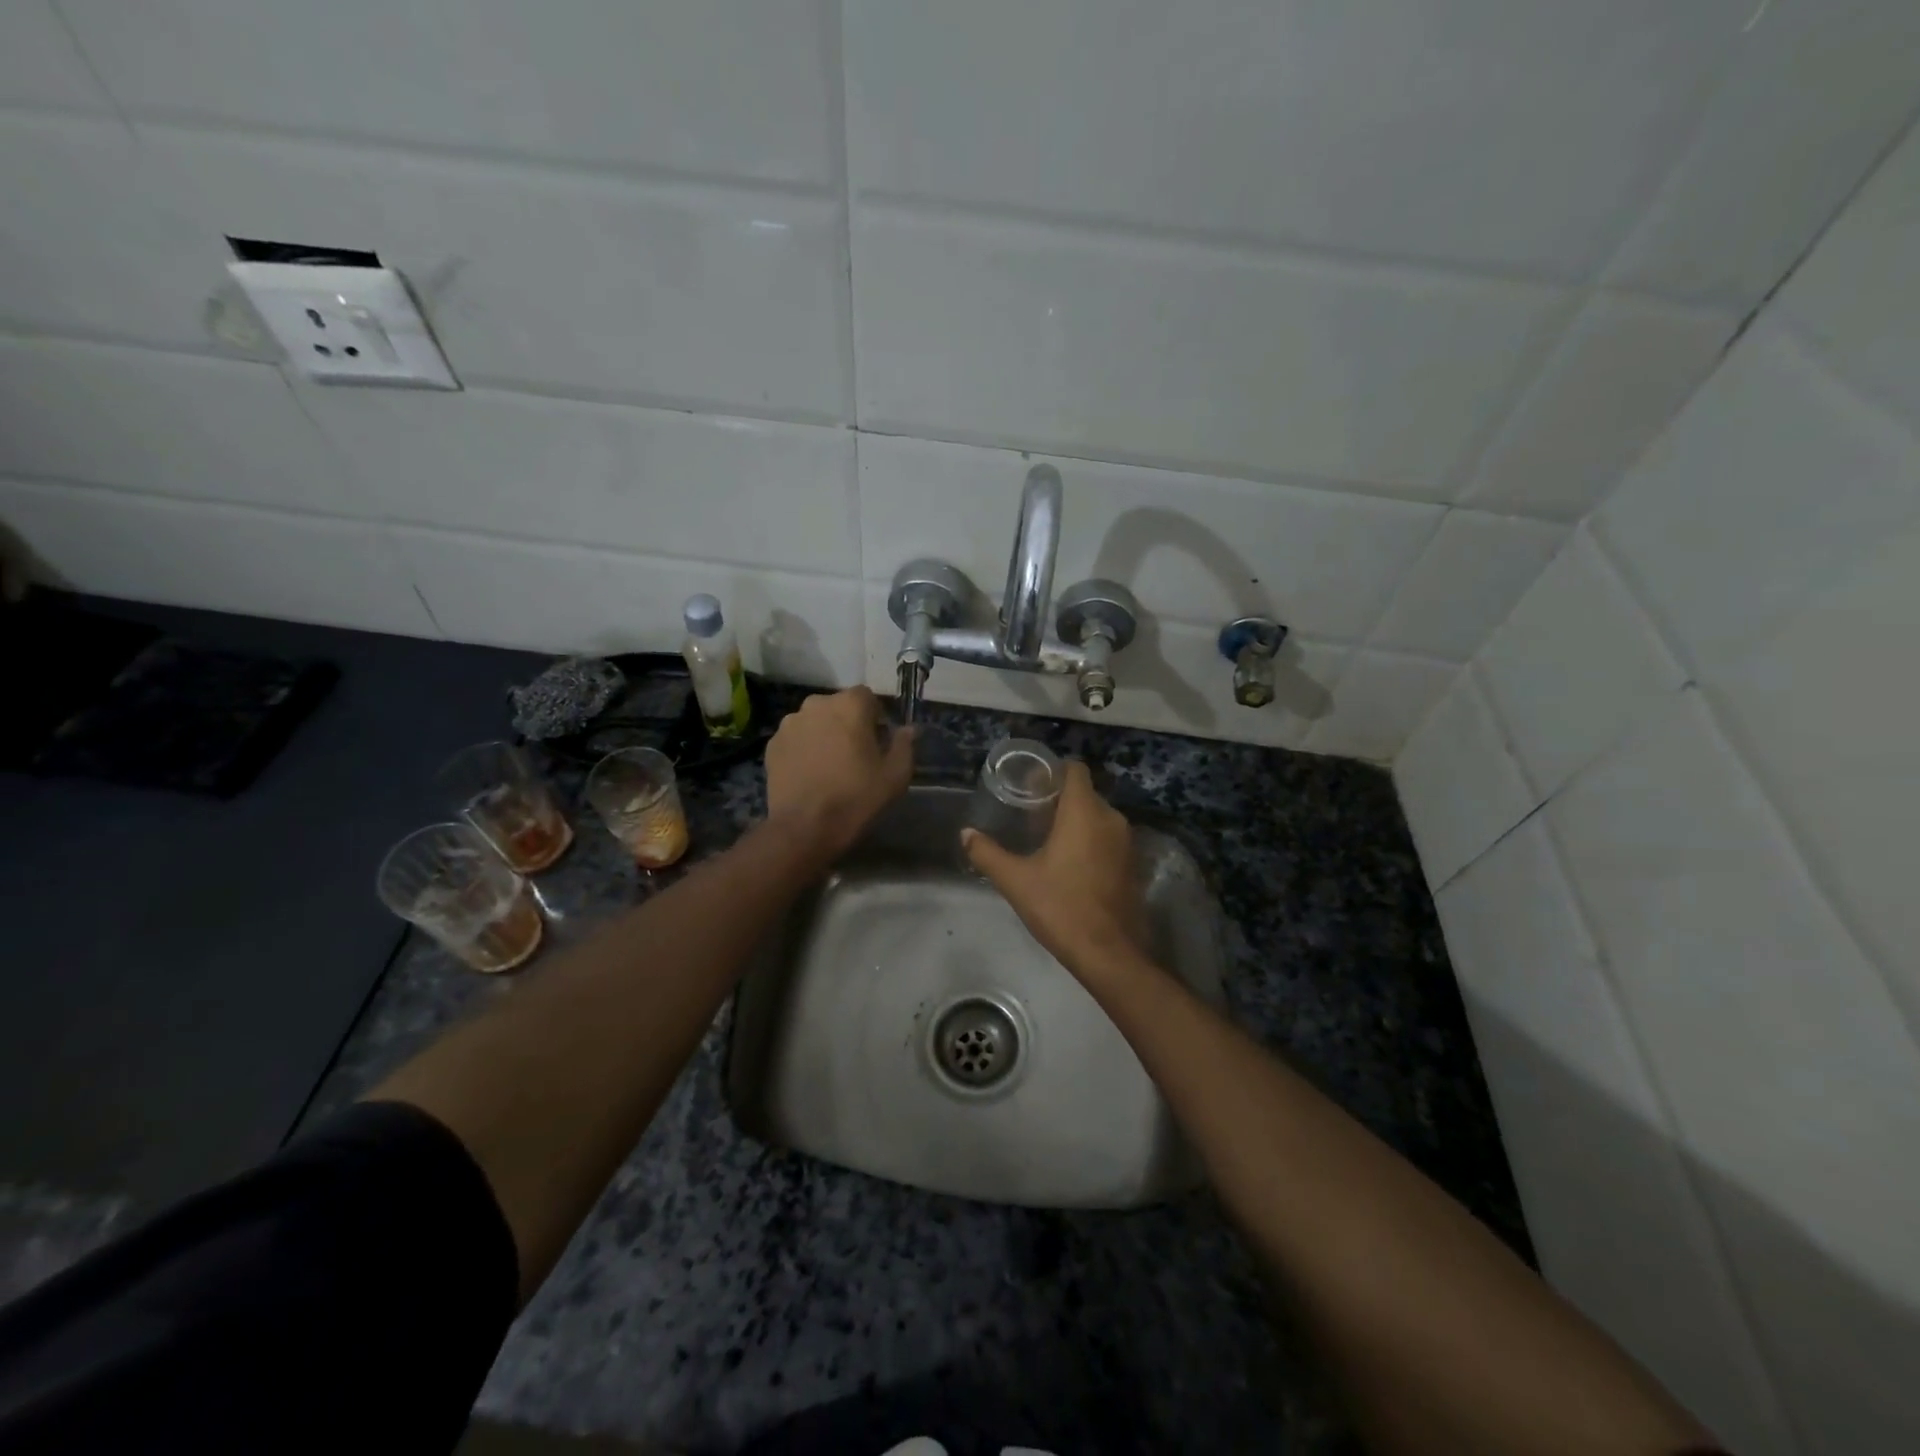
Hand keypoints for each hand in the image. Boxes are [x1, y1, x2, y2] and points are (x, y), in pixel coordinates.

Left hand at [765, 687, 913, 858]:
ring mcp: (790, 724)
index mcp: (849, 705)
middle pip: (838, 707)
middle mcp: (816, 704)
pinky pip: (796, 739)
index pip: (867, 696)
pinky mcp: (772, 744)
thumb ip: (904, 745)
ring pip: (815, 722)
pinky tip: (810, 774)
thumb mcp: (895, 775)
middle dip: (848, 724)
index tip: (878, 741)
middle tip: (855, 755)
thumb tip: (908, 730)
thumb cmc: (856, 797)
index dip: (875, 717)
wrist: (805, 827)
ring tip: (829, 765)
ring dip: (824, 735)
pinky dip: (804, 749)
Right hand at [962, 760, 1147, 974]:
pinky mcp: (1133, 865)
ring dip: (1076, 821)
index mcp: (1084, 812)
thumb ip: (988, 853)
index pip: (1075, 770)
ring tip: (1047, 838)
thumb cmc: (1060, 907)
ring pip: (1098, 817)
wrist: (1108, 953)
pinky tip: (1070, 863)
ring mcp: (1127, 843)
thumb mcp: (1016, 880)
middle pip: (1085, 793)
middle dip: (1060, 799)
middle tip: (1030, 814)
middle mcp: (1111, 819)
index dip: (1053, 772)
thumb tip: (966, 834)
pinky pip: (1109, 839)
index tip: (1031, 785)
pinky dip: (1092, 841)